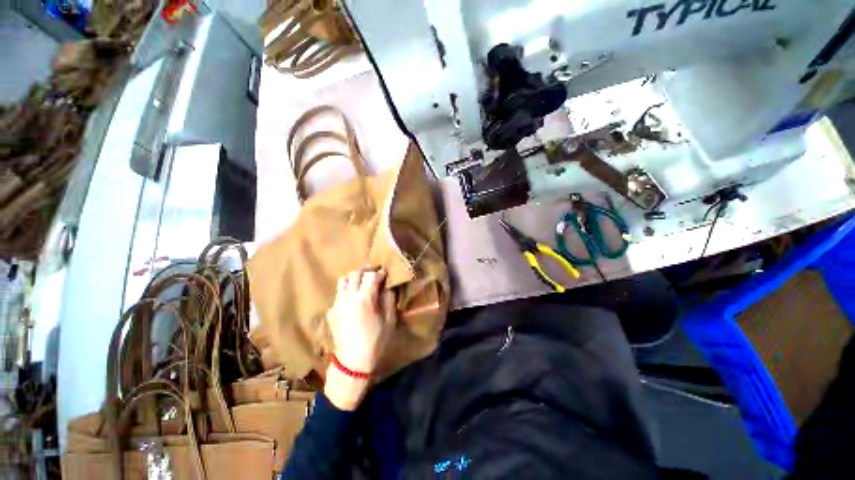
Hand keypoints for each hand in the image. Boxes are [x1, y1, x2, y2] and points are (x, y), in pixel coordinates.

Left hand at [324, 267, 395, 409]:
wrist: (353, 362)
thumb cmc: (375, 341)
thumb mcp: (389, 320)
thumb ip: (389, 299)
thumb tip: (387, 287)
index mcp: (364, 299)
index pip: (371, 276)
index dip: (379, 273)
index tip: (385, 274)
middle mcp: (348, 297)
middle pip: (355, 273)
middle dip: (366, 270)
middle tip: (374, 273)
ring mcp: (337, 304)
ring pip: (343, 280)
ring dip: (354, 278)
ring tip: (362, 283)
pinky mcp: (331, 311)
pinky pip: (339, 294)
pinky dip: (347, 290)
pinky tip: (354, 299)